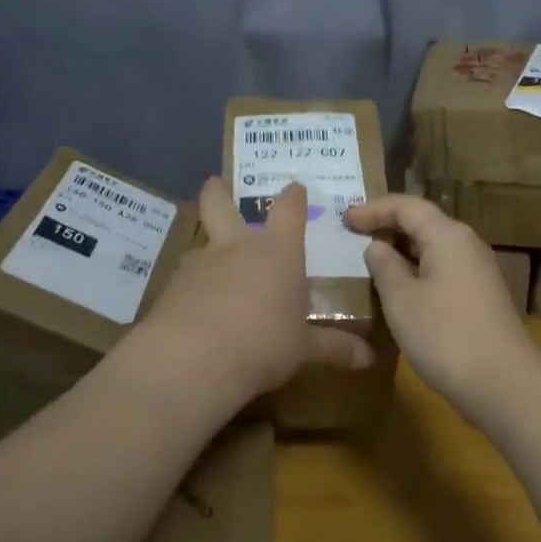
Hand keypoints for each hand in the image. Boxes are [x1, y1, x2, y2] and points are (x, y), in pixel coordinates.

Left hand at [136, 179, 372, 412]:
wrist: (195, 358)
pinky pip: (184, 283)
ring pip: (200, 245)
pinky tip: (194, 313)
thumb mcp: (303, 349)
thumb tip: (369, 358)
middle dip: (218, 192)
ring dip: (206, 253)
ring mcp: (200, 264)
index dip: (292, 197)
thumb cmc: (264, 342)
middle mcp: (236, 248)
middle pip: (220, 204)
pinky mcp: (171, 289)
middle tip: (215, 184)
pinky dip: (191, 292)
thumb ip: (334, 348)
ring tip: (211, 275)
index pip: (288, 211)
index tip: (294, 187)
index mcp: (278, 253)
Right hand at [342, 194, 540, 422]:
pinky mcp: (480, 296)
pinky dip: (416, 271)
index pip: (406, 206)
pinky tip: (399, 290)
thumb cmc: (445, 336)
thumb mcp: (402, 300)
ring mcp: (477, 271)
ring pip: (433, 248)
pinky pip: (442, 269)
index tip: (345, 219)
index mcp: (448, 236)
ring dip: (401, 251)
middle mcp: (467, 245)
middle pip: (423, 223)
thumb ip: (384, 267)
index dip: (373, 209)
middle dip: (387, 226)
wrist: (504, 384)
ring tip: (370, 261)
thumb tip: (378, 247)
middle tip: (353, 236)